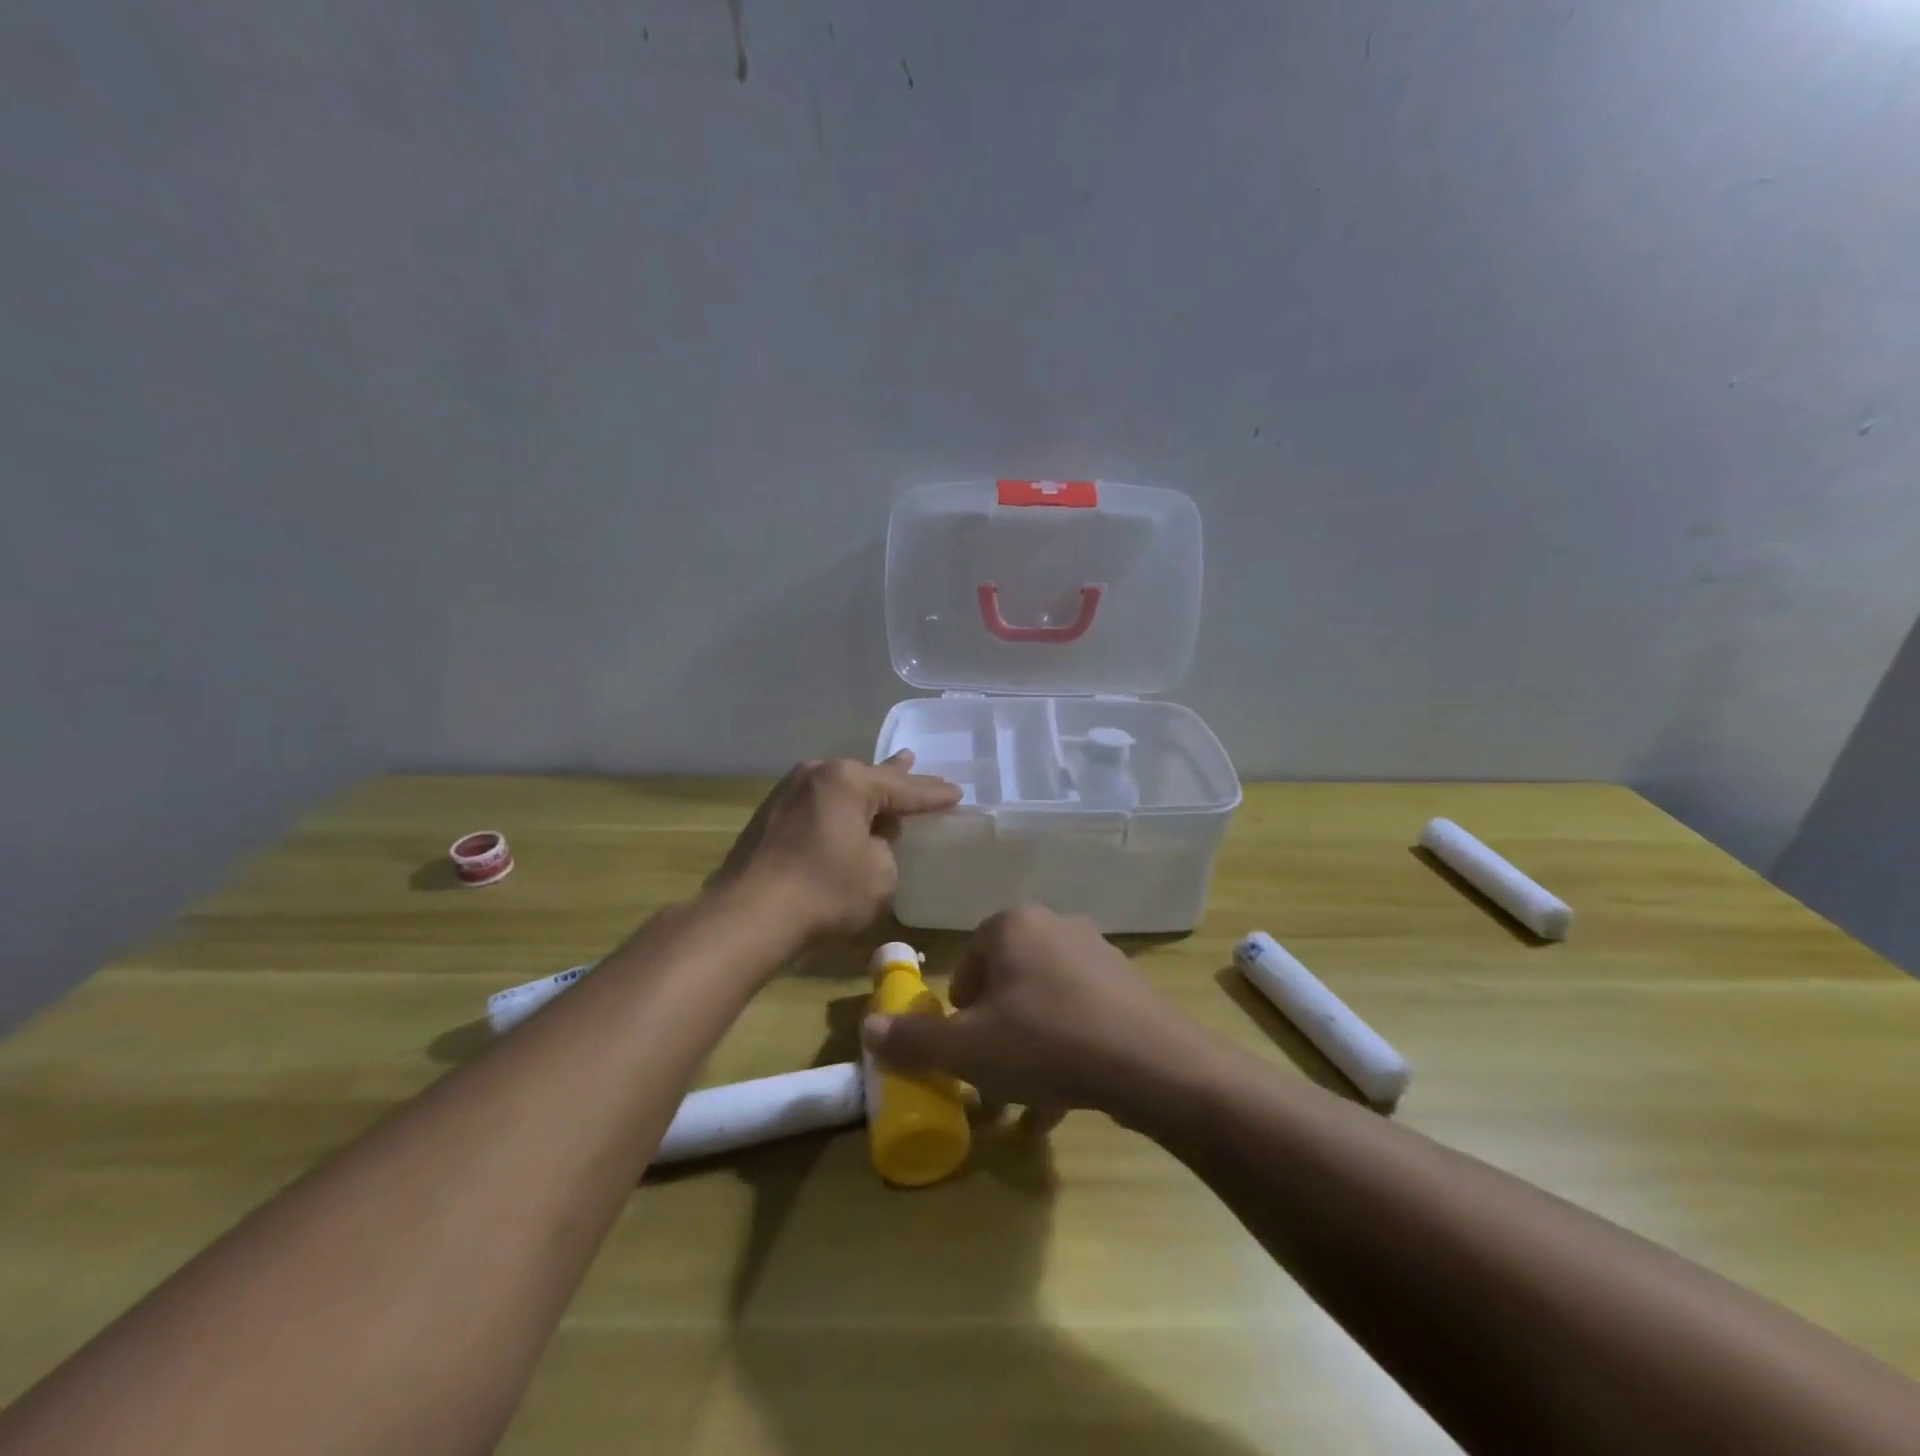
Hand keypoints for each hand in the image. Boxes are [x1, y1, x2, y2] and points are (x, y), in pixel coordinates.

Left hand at [708, 752, 960, 939]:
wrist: (747, 916)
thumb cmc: (824, 892)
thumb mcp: (879, 873)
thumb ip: (887, 846)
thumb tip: (872, 837)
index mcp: (848, 781)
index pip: (903, 788)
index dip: (933, 794)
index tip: (958, 793)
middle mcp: (817, 774)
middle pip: (869, 777)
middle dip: (897, 777)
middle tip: (917, 762)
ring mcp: (788, 791)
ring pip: (840, 788)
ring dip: (865, 790)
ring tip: (888, 775)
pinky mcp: (770, 815)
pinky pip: (819, 803)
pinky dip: (839, 806)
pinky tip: (846, 809)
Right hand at [860, 905, 1211, 1127]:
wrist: (1152, 1064)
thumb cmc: (1046, 1043)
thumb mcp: (969, 1050)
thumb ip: (914, 1039)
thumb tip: (867, 1028)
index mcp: (1013, 926)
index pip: (970, 960)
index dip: (960, 1007)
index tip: (963, 1047)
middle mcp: (1055, 926)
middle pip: (1007, 982)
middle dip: (994, 1031)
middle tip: (992, 1074)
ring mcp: (1097, 953)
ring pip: (1044, 1002)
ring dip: (1028, 1047)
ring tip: (1027, 1099)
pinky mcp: (1127, 984)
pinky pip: (1080, 1014)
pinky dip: (1065, 1049)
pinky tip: (1064, 1100)